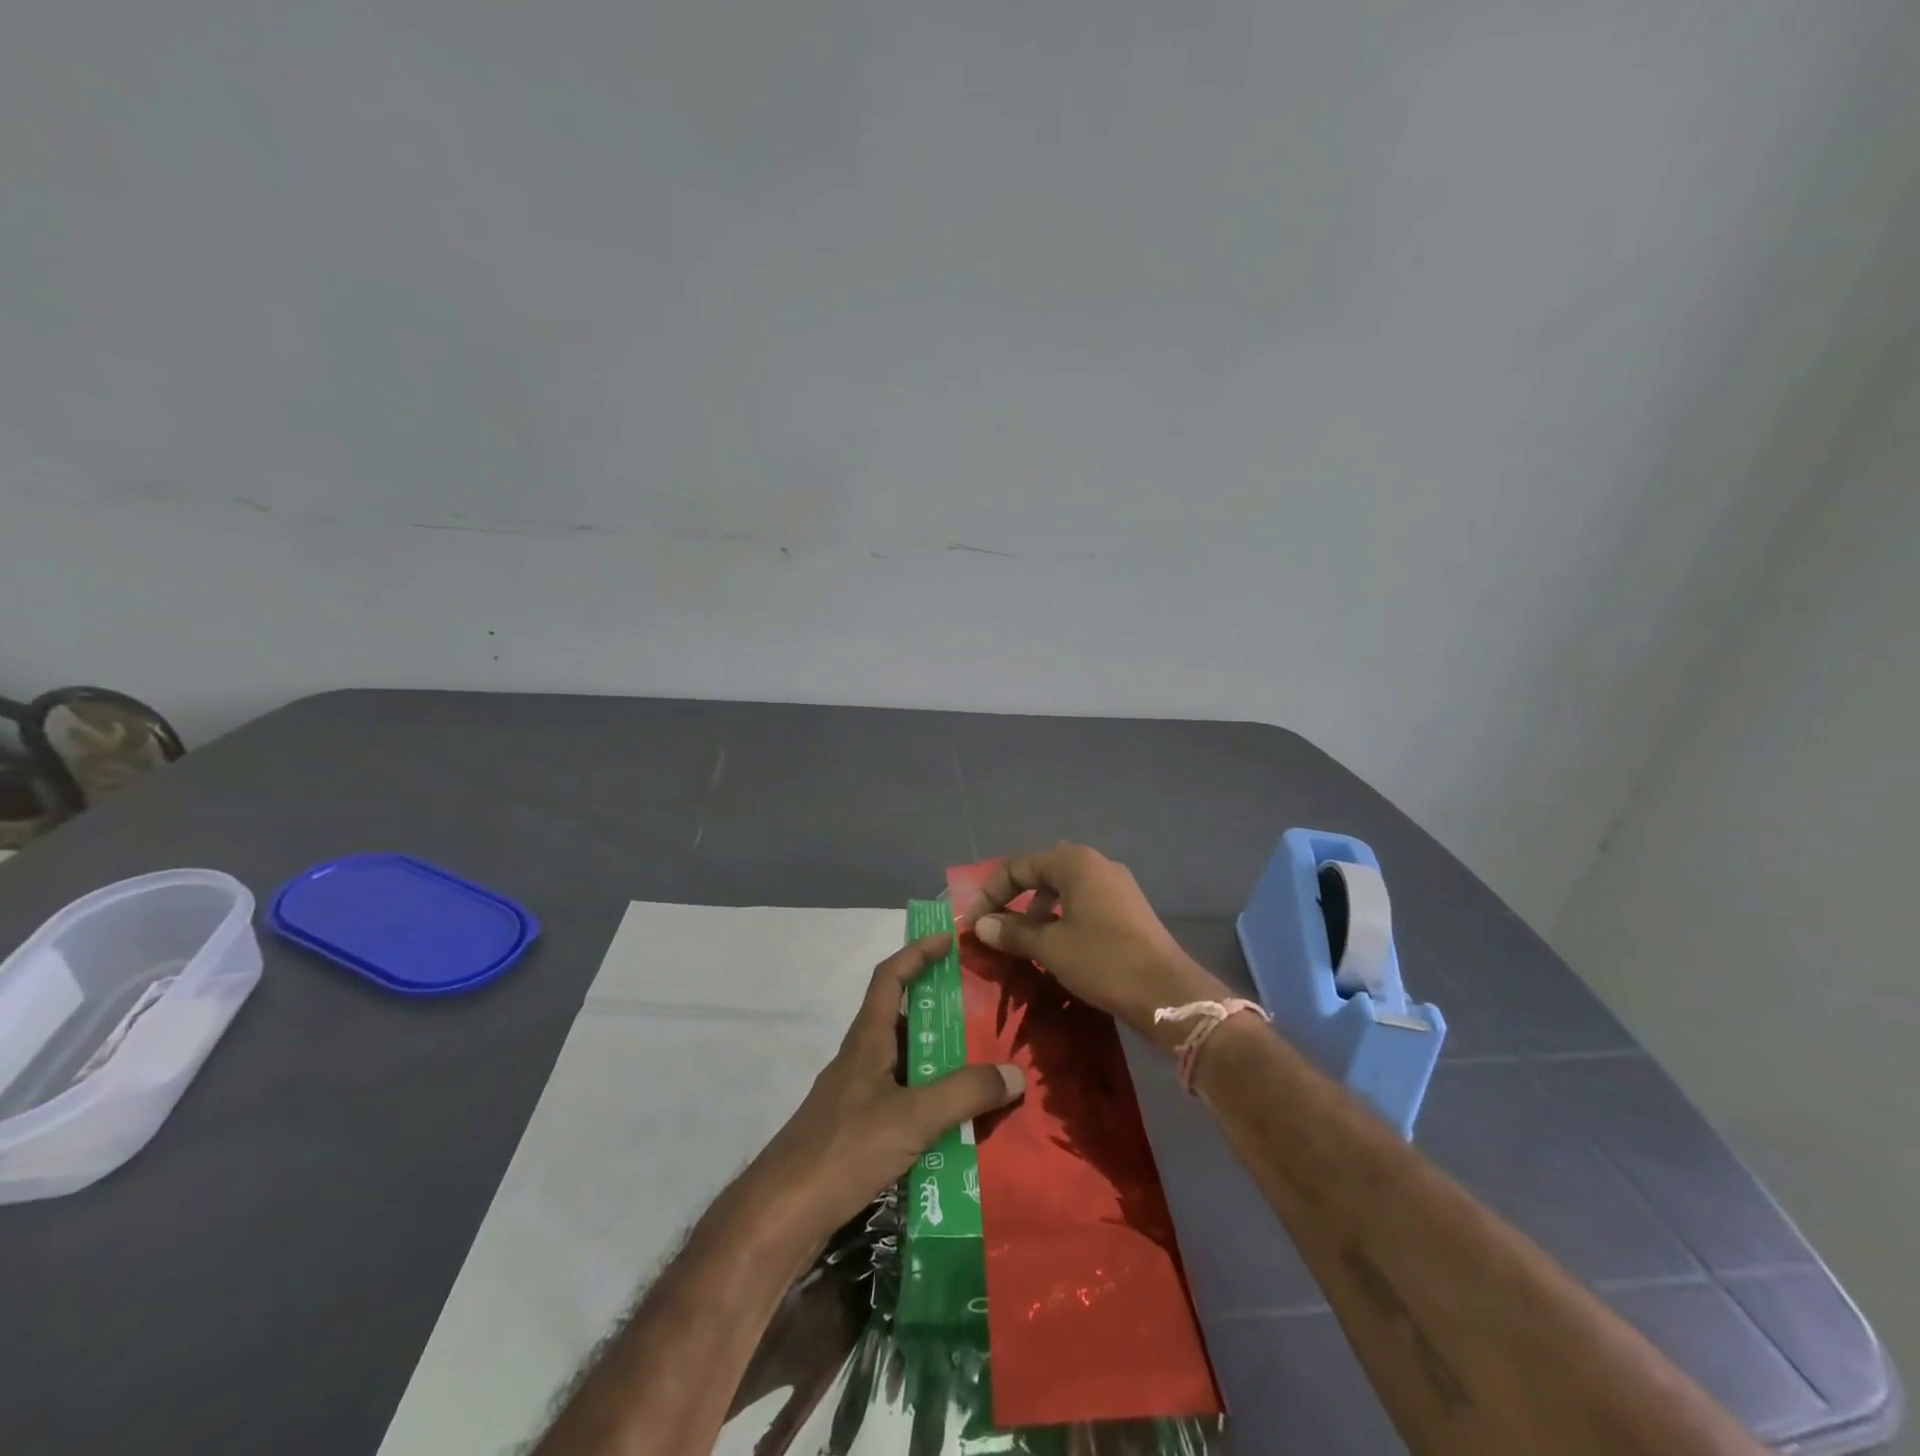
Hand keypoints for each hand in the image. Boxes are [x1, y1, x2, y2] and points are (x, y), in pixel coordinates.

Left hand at [750, 932, 1024, 1247]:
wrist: (781, 1215)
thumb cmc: (844, 1149)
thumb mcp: (912, 1117)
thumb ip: (964, 1094)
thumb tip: (1014, 1074)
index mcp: (867, 1040)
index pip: (889, 978)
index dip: (917, 953)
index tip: (948, 940)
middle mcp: (859, 1060)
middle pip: (899, 1019)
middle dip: (937, 1012)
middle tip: (979, 1016)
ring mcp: (854, 1098)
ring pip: (902, 1064)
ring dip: (936, 1062)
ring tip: (978, 1072)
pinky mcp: (854, 1133)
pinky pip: (900, 1101)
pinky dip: (927, 1103)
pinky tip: (952, 1128)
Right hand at [960, 842, 1232, 1047]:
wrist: (1167, 993)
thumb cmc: (1103, 961)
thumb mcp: (1050, 947)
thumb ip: (1013, 931)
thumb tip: (981, 924)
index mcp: (1075, 862)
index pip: (1018, 865)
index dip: (990, 892)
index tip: (973, 921)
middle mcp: (1096, 864)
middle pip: (1041, 871)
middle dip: (1013, 897)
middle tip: (994, 926)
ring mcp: (1116, 886)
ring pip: (1063, 888)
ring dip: (1037, 909)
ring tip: (1022, 939)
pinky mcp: (1128, 909)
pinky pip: (1083, 902)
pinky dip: (1061, 917)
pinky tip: (1055, 945)